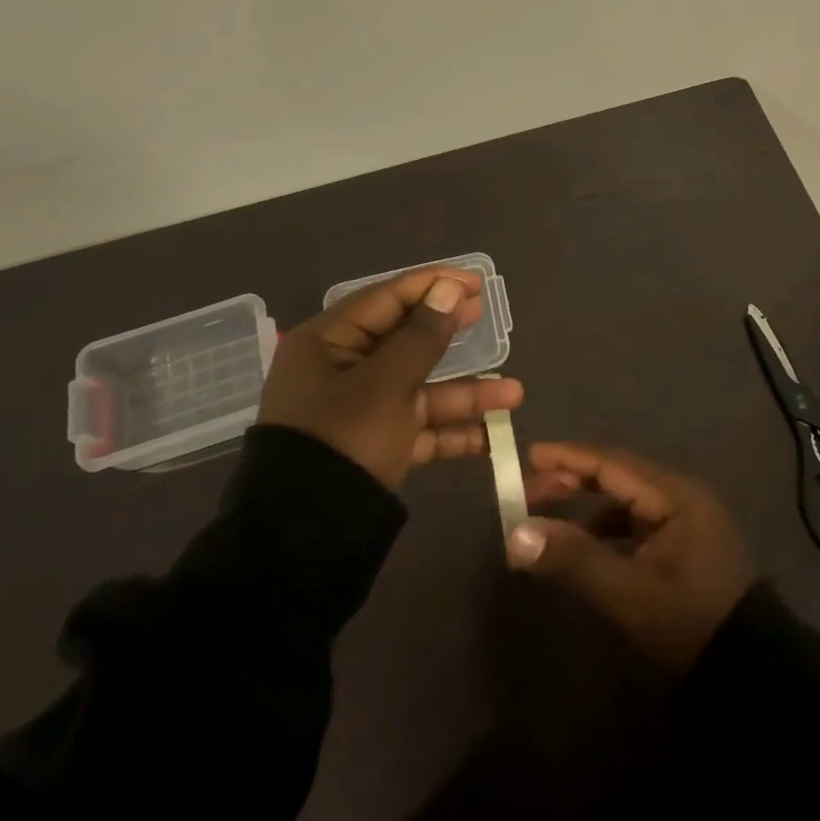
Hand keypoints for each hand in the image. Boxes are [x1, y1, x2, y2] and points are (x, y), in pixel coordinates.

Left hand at [257, 268, 523, 490]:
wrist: (304, 538)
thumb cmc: (344, 439)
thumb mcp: (386, 384)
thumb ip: (421, 336)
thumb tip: (447, 289)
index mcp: (329, 343)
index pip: (387, 299)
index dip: (432, 286)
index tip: (475, 282)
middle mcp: (342, 371)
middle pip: (406, 342)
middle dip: (451, 334)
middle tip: (487, 315)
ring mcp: (359, 411)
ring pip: (419, 389)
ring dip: (465, 393)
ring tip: (514, 393)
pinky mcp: (374, 447)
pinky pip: (417, 428)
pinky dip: (449, 432)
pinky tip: (489, 438)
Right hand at [505, 442, 754, 674]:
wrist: (749, 671)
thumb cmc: (689, 622)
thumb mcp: (629, 593)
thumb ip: (574, 559)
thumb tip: (516, 534)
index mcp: (675, 495)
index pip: (612, 463)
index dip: (569, 457)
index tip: (529, 454)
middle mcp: (681, 496)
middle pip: (617, 475)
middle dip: (572, 480)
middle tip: (527, 491)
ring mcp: (684, 520)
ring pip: (624, 499)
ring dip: (585, 505)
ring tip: (545, 518)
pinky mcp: (682, 544)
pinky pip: (634, 522)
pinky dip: (604, 528)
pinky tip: (581, 546)